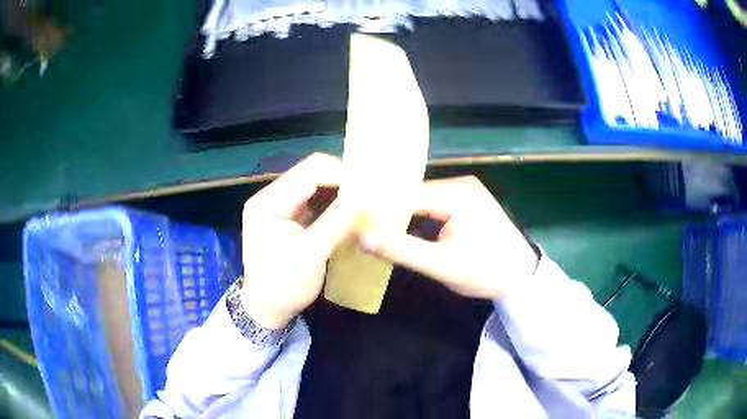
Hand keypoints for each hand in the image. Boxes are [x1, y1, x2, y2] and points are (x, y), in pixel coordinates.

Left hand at [240, 153, 354, 329]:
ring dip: (342, 192)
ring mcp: (281, 205)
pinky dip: (336, 203)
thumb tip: (367, 197)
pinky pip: (317, 200)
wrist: (266, 309)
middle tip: (372, 194)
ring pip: (317, 185)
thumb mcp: (310, 256)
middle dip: (343, 181)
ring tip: (367, 201)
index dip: (342, 174)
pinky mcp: (290, 215)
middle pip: (313, 173)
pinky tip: (353, 211)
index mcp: (268, 202)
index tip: (371, 187)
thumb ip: (336, 223)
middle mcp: (272, 196)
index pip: (309, 171)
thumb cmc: (283, 287)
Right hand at [360, 176, 537, 300]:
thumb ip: (401, 250)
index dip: (379, 208)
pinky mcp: (467, 201)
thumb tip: (362, 236)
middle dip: (389, 211)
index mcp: (458, 194)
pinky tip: (400, 228)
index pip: (407, 194)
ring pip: (422, 199)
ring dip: (402, 214)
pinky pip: (433, 204)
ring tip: (374, 228)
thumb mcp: (442, 265)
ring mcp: (465, 190)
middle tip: (360, 226)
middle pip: (414, 194)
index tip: (352, 221)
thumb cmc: (486, 272)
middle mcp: (461, 184)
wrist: (522, 277)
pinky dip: (417, 216)